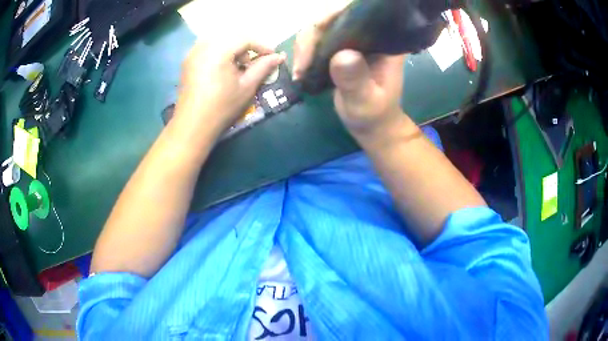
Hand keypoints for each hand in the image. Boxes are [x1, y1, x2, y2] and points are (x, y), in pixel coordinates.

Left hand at [175, 40, 284, 134]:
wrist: (192, 125)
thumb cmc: (222, 106)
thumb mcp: (247, 86)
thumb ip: (263, 67)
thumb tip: (279, 56)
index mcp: (218, 50)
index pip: (245, 39)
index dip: (261, 46)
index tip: (272, 56)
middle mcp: (203, 46)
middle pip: (231, 36)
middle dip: (246, 46)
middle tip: (254, 62)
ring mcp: (193, 53)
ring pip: (218, 40)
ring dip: (232, 47)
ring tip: (238, 65)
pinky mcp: (187, 61)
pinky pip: (207, 47)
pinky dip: (219, 51)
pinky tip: (222, 68)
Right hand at [293, 11, 407, 138]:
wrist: (372, 125)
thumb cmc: (374, 116)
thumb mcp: (366, 102)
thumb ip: (356, 80)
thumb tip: (341, 54)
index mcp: (384, 40)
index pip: (356, 11)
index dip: (330, 17)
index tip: (312, 42)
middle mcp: (369, 33)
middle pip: (334, 15)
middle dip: (311, 35)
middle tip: (302, 65)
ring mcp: (354, 38)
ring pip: (322, 26)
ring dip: (305, 45)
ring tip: (300, 72)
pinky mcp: (342, 46)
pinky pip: (318, 38)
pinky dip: (305, 51)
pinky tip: (301, 69)